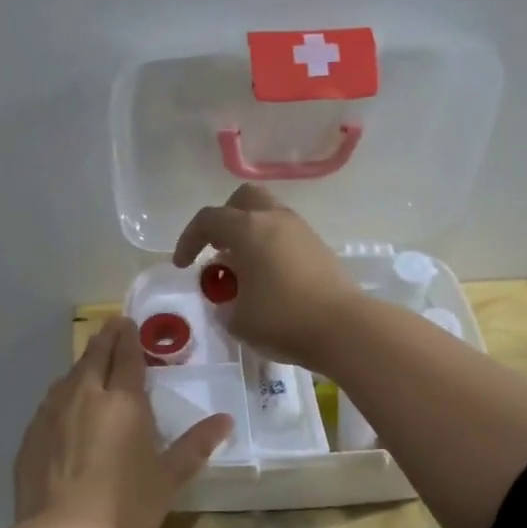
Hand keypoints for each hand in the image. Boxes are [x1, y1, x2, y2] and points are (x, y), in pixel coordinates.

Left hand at [13, 316, 231, 527]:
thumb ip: (196, 446)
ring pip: (68, 377)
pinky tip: (63, 406)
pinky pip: (49, 403)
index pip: (127, 358)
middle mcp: (85, 397)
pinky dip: (61, 394)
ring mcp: (52, 415)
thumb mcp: (169, 479)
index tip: (128, 322)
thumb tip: (226, 420)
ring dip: (82, 365)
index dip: (129, 338)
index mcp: (123, 402)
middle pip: (94, 357)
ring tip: (89, 363)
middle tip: (111, 326)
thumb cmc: (125, 507)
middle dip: (105, 339)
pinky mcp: (30, 437)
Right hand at [172, 184, 363, 374]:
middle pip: (243, 199)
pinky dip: (271, 247)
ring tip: (243, 268)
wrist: (344, 328)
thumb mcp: (237, 320)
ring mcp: (301, 231)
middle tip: (217, 249)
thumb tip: (229, 298)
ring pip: (268, 215)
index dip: (188, 240)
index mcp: (248, 230)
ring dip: (250, 234)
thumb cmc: (282, 320)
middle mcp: (275, 219)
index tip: (182, 266)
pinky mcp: (320, 247)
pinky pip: (286, 235)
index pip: (208, 220)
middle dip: (224, 219)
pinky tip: (268, 278)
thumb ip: (225, 303)